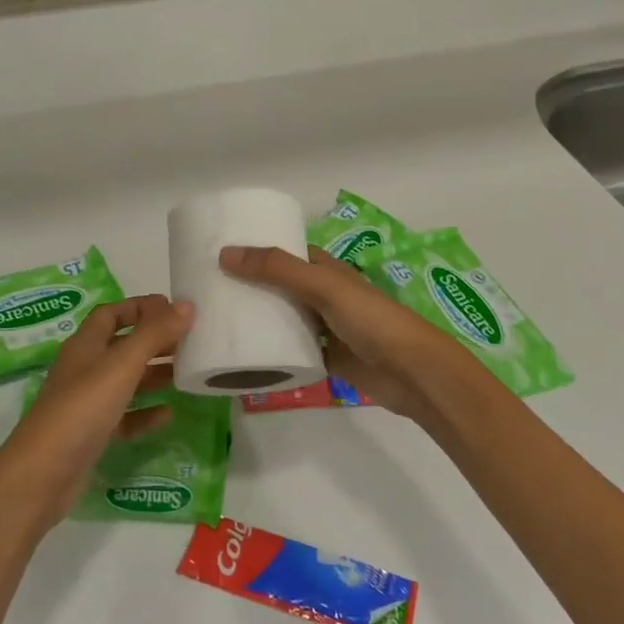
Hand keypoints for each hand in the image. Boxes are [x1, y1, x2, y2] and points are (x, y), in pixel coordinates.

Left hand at [0, 294, 192, 538]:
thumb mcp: (121, 365)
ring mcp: (86, 404)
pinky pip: (124, 417)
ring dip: (153, 375)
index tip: (174, 309)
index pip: (111, 313)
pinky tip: (168, 415)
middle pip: (122, 346)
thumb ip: (154, 334)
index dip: (140, 307)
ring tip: (187, 373)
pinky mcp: (92, 435)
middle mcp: (84, 369)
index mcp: (85, 345)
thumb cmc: (81, 408)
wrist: (42, 475)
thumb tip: (187, 305)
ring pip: (125, 381)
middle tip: (191, 342)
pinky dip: (145, 413)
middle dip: (154, 340)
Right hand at [219, 245, 470, 429]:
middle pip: (283, 287)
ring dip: (262, 319)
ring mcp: (327, 329)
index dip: (260, 251)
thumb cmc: (372, 319)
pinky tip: (247, 354)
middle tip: (211, 290)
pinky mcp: (327, 359)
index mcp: (328, 270)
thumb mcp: (323, 286)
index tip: (223, 254)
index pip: (289, 254)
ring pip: (287, 319)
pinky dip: (274, 351)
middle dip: (254, 287)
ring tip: (220, 319)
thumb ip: (278, 270)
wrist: (412, 373)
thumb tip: (225, 254)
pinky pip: (294, 351)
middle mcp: (326, 296)